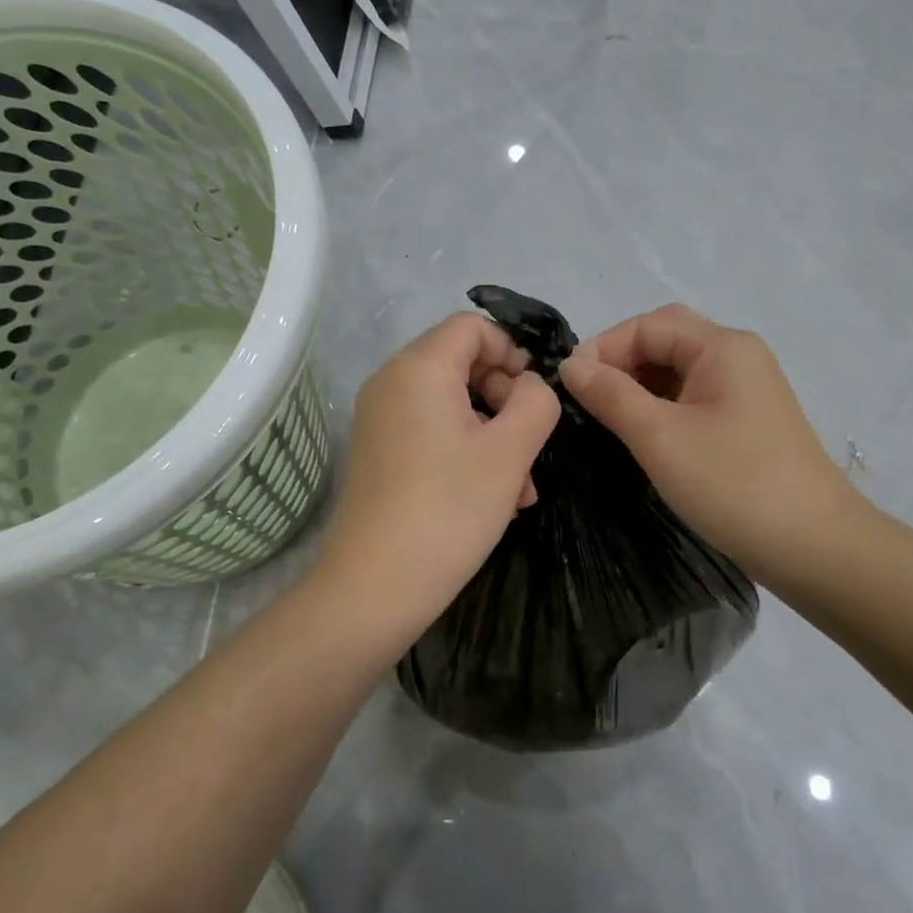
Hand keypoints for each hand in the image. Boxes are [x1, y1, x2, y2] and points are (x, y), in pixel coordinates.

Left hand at [319, 313, 560, 637]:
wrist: (376, 585)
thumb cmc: (450, 509)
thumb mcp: (511, 451)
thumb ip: (536, 402)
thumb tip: (529, 385)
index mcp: (419, 368)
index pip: (473, 327)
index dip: (512, 351)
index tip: (535, 397)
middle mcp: (391, 382)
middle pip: (462, 363)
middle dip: (506, 400)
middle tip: (531, 447)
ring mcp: (380, 419)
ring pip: (452, 404)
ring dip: (493, 434)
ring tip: (521, 488)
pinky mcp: (379, 452)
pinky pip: (431, 432)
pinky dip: (465, 451)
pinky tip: (493, 498)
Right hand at [559, 304, 868, 582]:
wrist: (814, 546)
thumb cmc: (734, 485)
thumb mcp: (661, 437)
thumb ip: (611, 395)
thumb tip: (571, 365)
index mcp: (723, 347)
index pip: (648, 325)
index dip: (603, 348)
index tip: (568, 387)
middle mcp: (737, 357)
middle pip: (666, 340)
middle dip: (621, 363)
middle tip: (587, 399)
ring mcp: (745, 390)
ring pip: (678, 371)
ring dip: (639, 386)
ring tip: (606, 420)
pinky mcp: (746, 422)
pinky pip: (693, 398)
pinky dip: (660, 407)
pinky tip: (641, 435)